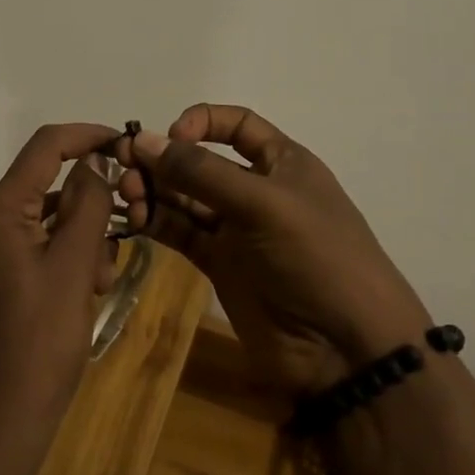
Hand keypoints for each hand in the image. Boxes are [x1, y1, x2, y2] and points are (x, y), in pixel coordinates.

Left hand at [0, 123, 121, 474]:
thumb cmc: (40, 345)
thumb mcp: (74, 268)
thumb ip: (88, 204)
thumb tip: (94, 161)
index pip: (44, 146)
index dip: (87, 136)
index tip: (126, 144)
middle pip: (46, 189)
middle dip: (88, 213)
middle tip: (114, 253)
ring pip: (42, 221)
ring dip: (78, 242)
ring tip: (98, 287)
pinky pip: (29, 247)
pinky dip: (59, 259)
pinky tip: (81, 294)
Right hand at [117, 103, 430, 397]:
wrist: (348, 352)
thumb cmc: (317, 258)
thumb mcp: (264, 204)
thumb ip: (201, 173)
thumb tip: (144, 140)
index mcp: (282, 163)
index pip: (236, 124)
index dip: (201, 122)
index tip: (171, 137)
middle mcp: (256, 190)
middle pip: (200, 161)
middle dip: (164, 160)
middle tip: (125, 168)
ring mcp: (237, 230)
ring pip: (185, 197)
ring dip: (154, 190)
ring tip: (128, 196)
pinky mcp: (220, 265)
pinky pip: (181, 232)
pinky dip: (156, 222)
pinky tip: (135, 219)